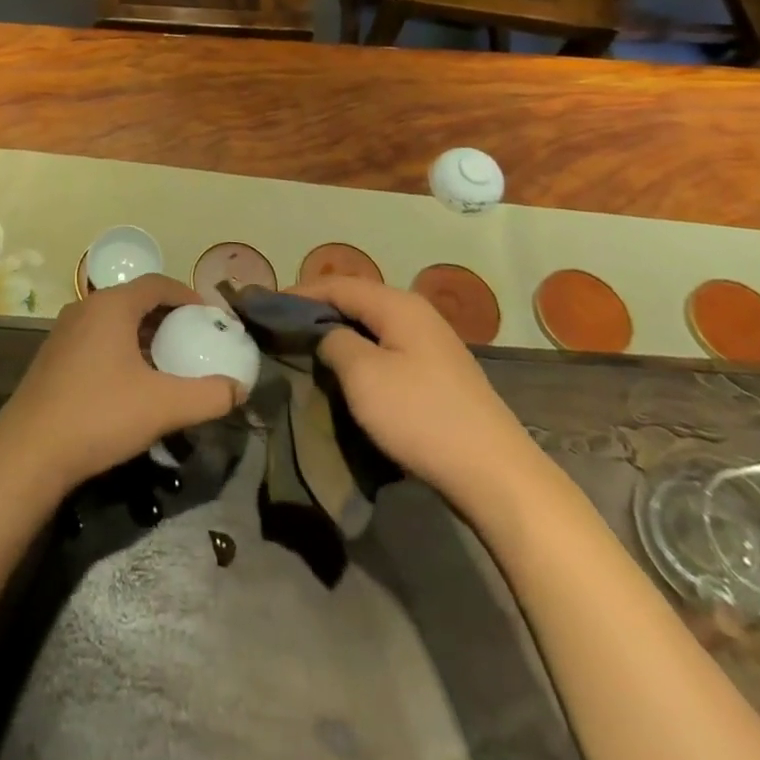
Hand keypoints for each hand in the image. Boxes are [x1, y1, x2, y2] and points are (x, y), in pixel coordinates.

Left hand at [0, 275, 246, 493]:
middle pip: (135, 300)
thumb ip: (208, 396)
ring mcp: (64, 332)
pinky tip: (131, 383)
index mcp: (111, 306)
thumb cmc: (100, 415)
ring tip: (167, 362)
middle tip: (193, 340)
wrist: (30, 452)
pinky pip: (96, 339)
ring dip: (143, 334)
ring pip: (114, 321)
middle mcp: (85, 308)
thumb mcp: (163, 406)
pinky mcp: (53, 357)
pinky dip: (121, 348)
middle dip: (167, 317)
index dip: (187, 295)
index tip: (209, 317)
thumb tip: (238, 389)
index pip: (157, 283)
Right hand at [292, 275, 542, 512]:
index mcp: (397, 304)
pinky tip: (347, 370)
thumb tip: (326, 333)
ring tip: (307, 347)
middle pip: (356, 300)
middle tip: (283, 327)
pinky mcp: (437, 372)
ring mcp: (431, 343)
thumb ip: (334, 342)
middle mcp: (416, 313)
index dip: (299, 293)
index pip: (337, 284)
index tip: (265, 306)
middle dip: (318, 310)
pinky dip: (361, 351)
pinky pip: (387, 348)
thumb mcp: (363, 375)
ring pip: (372, 325)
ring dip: (339, 332)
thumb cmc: (420, 417)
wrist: (494, 475)